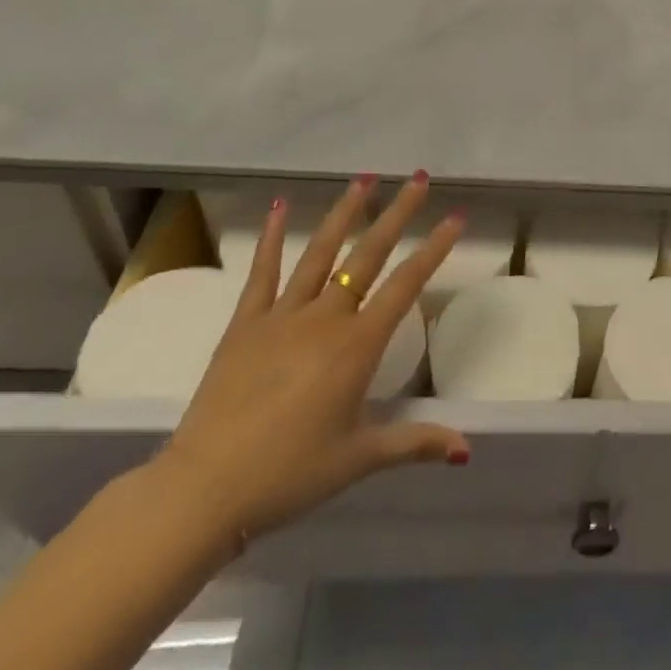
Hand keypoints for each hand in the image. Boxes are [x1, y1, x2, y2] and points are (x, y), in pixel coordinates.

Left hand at [153, 176, 468, 544]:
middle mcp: (325, 318)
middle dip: (398, 214)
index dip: (434, 249)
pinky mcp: (245, 324)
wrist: (203, 490)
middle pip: (369, 255)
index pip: (406, 285)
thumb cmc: (289, 475)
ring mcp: (282, 315)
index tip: (455, 217)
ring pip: (321, 253)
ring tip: (365, 179)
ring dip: (344, 213)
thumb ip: (414, 443)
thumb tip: (467, 448)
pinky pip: (262, 273)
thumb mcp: (358, 459)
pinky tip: (280, 206)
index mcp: (357, 346)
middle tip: (419, 179)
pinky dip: (271, 238)